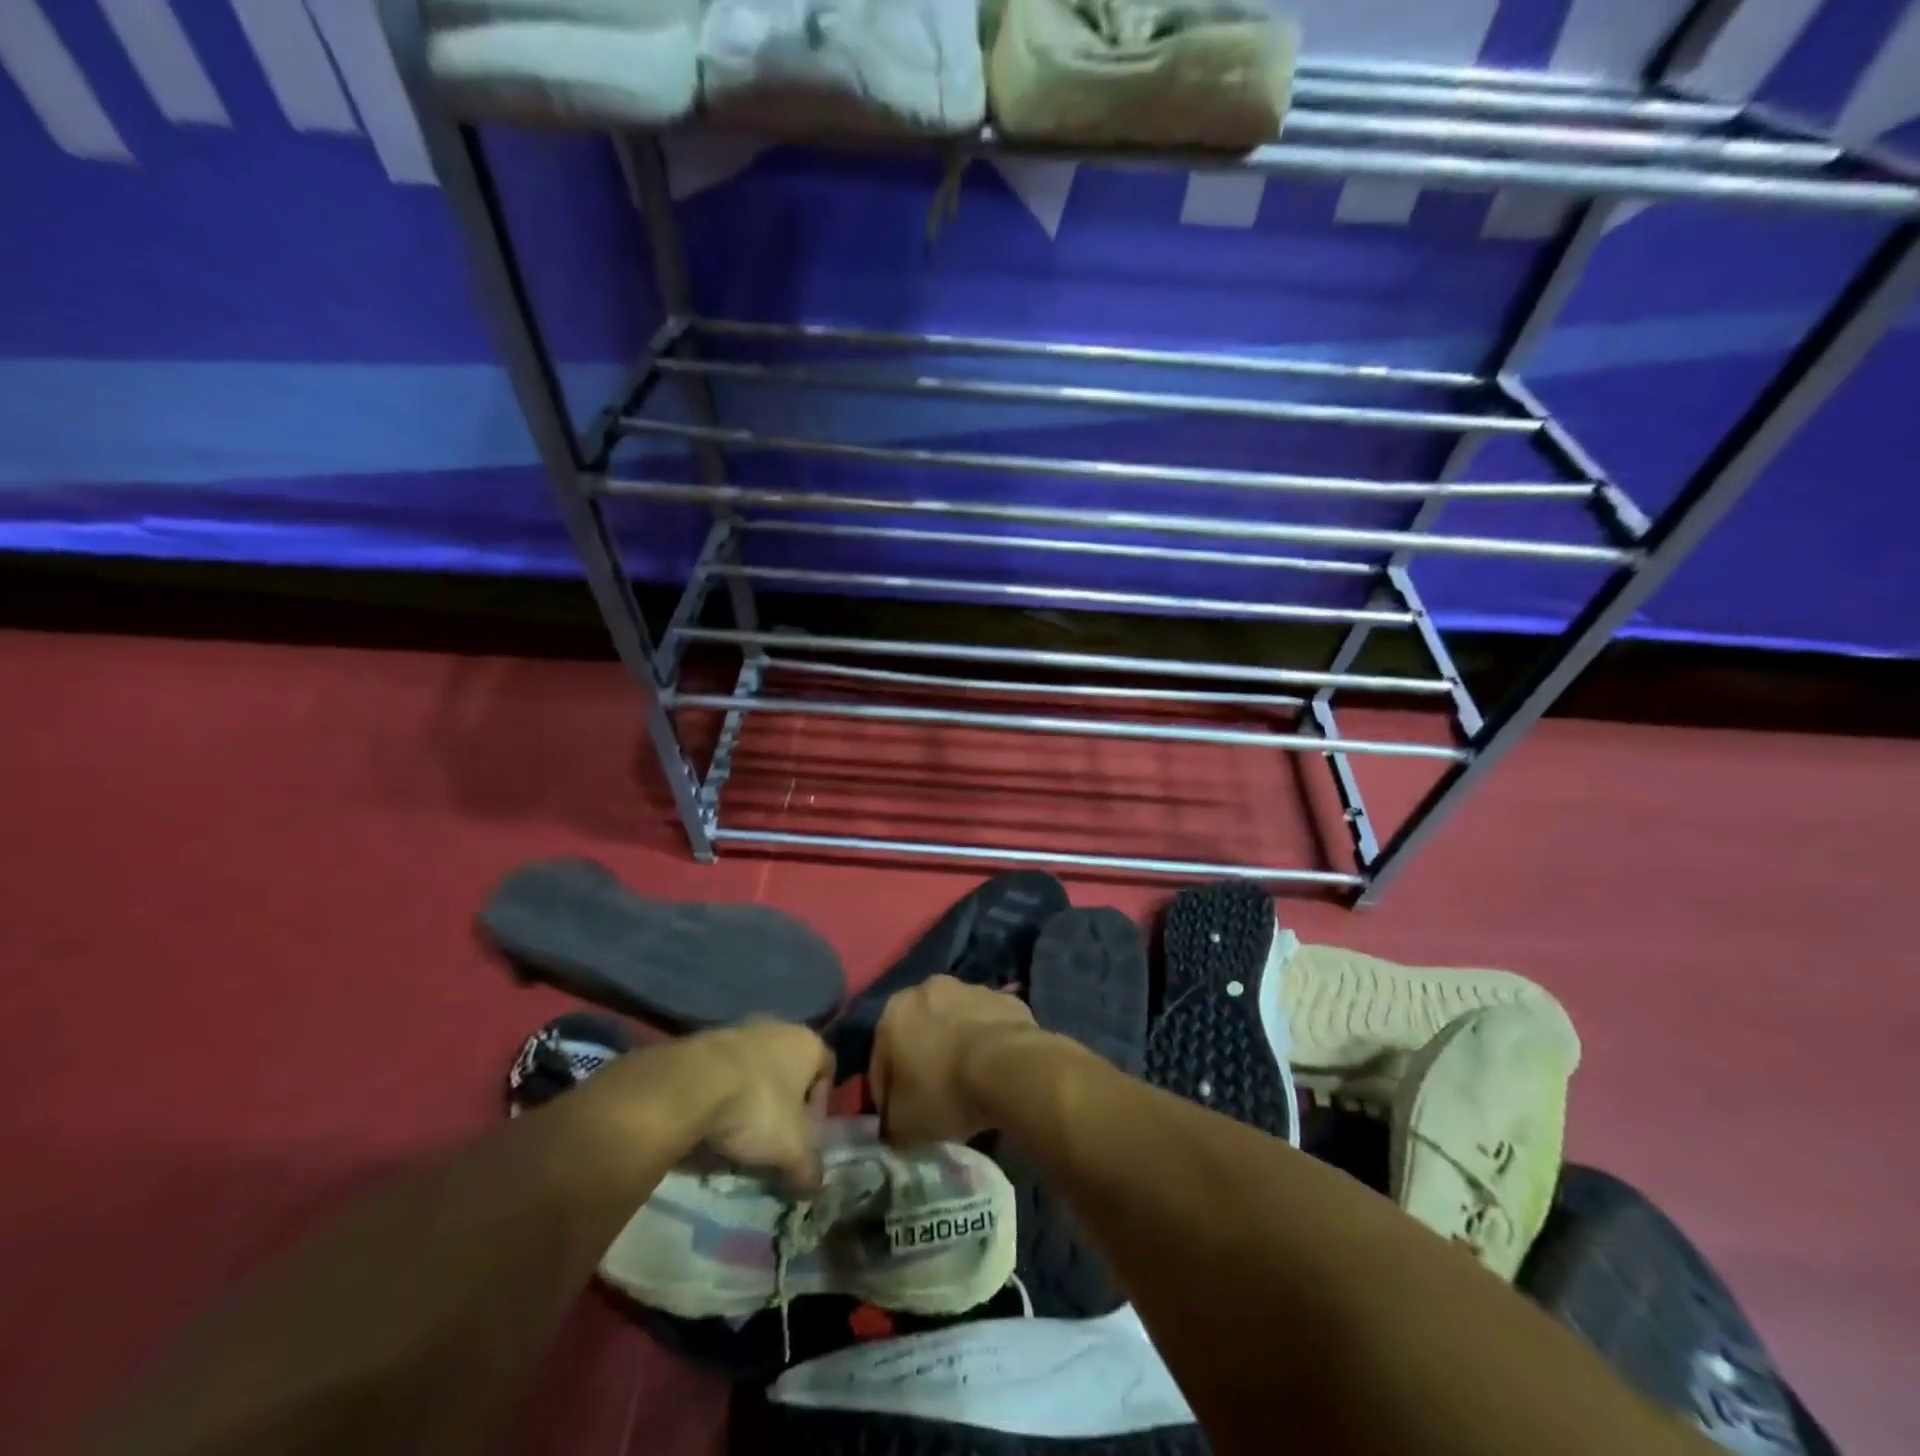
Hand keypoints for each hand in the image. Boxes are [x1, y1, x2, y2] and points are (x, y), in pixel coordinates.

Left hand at [603, 1021, 832, 1194]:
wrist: (690, 1085)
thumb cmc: (757, 1107)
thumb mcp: (792, 1149)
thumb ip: (810, 1168)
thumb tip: (815, 1186)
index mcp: (808, 1042)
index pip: (827, 1069)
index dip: (820, 1106)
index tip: (805, 1136)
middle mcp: (778, 1027)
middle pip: (788, 1071)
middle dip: (782, 1107)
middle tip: (772, 1142)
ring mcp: (739, 1030)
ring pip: (754, 1072)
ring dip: (749, 1102)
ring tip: (736, 1140)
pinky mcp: (704, 1040)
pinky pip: (722, 1073)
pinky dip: (721, 1098)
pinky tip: (710, 1126)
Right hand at [869, 976, 1042, 1145]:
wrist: (1010, 1068)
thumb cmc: (944, 1090)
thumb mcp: (903, 1123)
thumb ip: (891, 1121)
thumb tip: (894, 1126)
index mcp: (894, 1011)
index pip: (881, 1058)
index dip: (887, 1092)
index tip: (898, 1118)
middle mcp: (930, 989)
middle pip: (920, 1031)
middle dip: (924, 1060)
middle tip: (935, 1098)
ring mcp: (972, 989)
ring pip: (957, 1024)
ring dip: (958, 1047)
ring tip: (970, 1085)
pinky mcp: (1007, 999)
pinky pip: (990, 1026)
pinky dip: (989, 1044)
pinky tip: (996, 1073)